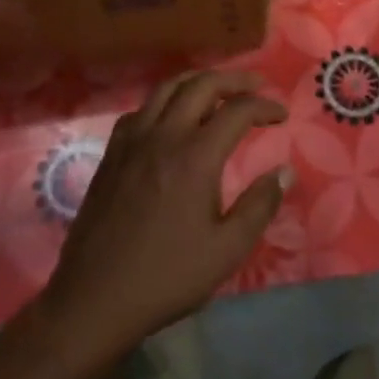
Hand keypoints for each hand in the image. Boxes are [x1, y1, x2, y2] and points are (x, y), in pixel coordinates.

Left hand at [35, 70, 290, 366]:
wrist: (95, 298)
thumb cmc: (167, 277)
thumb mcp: (227, 250)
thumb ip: (260, 205)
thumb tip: (284, 171)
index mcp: (195, 157)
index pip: (238, 111)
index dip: (265, 106)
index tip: (282, 115)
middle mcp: (163, 136)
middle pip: (202, 85)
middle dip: (235, 79)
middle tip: (257, 86)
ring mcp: (132, 141)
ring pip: (167, 88)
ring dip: (198, 81)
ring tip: (219, 89)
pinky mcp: (112, 153)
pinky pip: (142, 108)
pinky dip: (165, 100)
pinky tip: (172, 117)